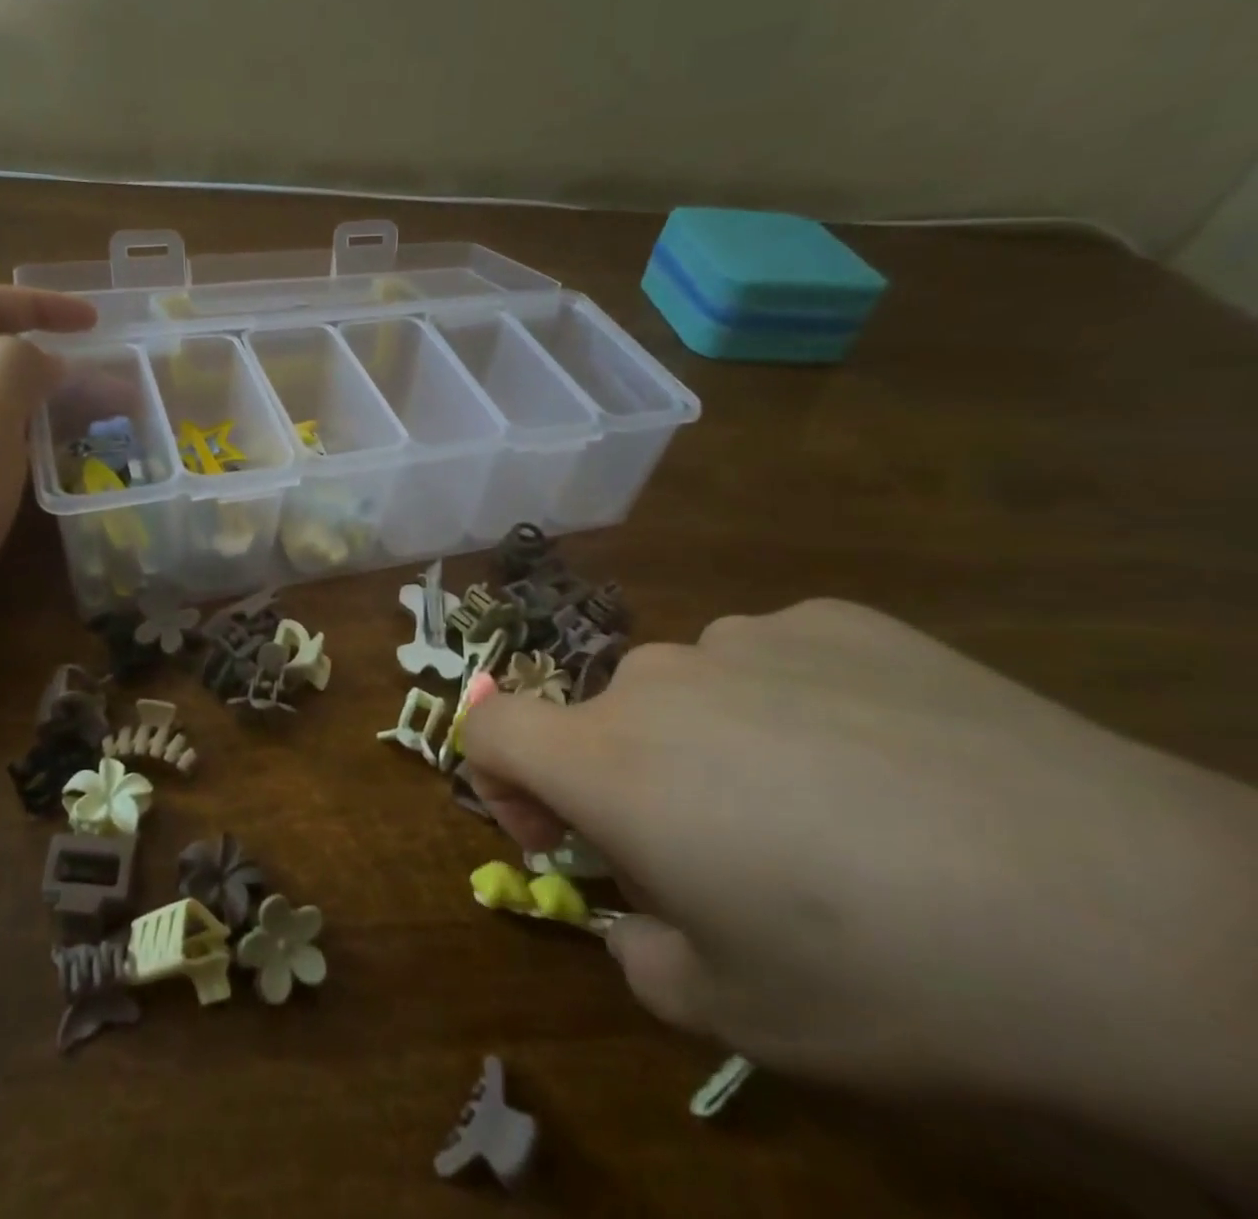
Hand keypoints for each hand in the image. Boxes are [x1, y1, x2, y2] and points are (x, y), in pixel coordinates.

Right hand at [464, 601, 1257, 1187]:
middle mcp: (658, 676)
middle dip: (630, 783)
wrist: (1141, 920)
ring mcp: (748, 635)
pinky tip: (892, 764)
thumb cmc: (892, 981)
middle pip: (600, 719)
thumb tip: (639, 912)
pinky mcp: (836, 618)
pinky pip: (772, 661)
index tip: (566, 836)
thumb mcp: (733, 1013)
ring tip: (830, 813)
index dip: (502, 783)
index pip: (489, 729)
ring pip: (688, 690)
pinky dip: (791, 705)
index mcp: (610, 760)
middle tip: (729, 858)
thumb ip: (639, 951)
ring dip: (711, 743)